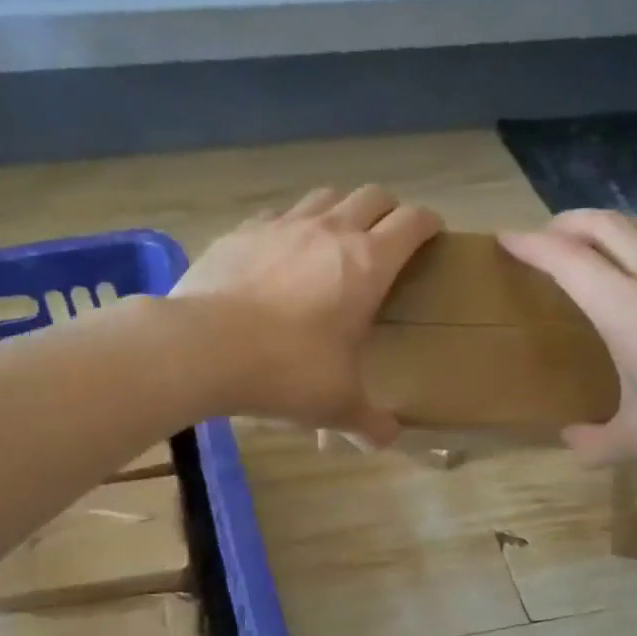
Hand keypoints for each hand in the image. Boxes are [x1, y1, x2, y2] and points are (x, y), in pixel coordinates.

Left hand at [173, 186, 440, 444]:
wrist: (204, 348)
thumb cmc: (286, 371)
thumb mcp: (336, 405)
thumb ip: (369, 422)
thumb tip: (387, 439)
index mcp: (368, 264)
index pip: (412, 223)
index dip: (428, 224)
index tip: (433, 235)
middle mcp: (330, 231)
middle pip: (373, 196)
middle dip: (388, 211)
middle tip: (387, 238)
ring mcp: (282, 225)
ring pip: (324, 196)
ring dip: (340, 210)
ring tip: (334, 240)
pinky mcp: (242, 232)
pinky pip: (276, 215)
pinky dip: (289, 227)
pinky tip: (279, 254)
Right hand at [499, 211, 636, 469]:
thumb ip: (594, 444)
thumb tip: (572, 440)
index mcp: (626, 309)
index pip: (566, 259)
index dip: (531, 244)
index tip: (506, 238)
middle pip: (604, 224)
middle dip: (565, 222)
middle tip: (544, 236)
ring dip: (608, 224)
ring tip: (591, 241)